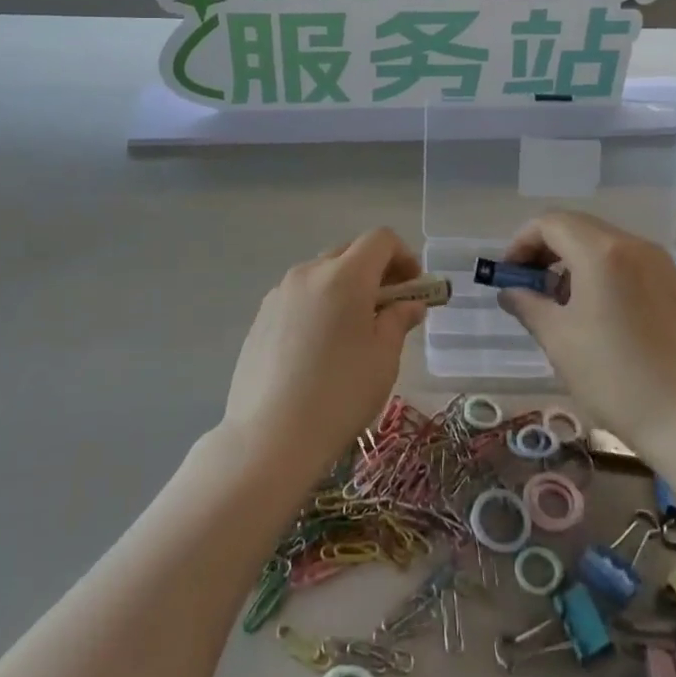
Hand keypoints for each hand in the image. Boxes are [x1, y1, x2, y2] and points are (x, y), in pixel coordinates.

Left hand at [223, 228, 428, 471]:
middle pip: (349, 252)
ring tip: (354, 329)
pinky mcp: (261, 317)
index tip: (414, 286)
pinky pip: (299, 297)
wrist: (270, 437)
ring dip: (345, 287)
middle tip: (390, 306)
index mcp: (344, 275)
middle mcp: (309, 272)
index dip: (404, 255)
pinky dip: (319, 304)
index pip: (380, 239)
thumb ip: (398, 320)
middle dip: (375, 270)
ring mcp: (279, 293)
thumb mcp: (383, 358)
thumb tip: (409, 304)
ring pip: (322, 274)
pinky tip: (320, 347)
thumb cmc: (340, 394)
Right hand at [497, 211, 675, 453]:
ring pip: (602, 243)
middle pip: (577, 227)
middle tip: (528, 287)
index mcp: (601, 252)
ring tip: (560, 305)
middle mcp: (633, 245)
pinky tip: (595, 312)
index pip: (550, 223)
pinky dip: (600, 272)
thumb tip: (509, 291)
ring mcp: (659, 263)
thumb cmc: (615, 378)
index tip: (509, 276)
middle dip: (545, 251)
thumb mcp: (559, 340)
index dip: (521, 243)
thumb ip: (528, 305)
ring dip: (572, 262)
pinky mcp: (674, 284)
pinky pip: (626, 262)